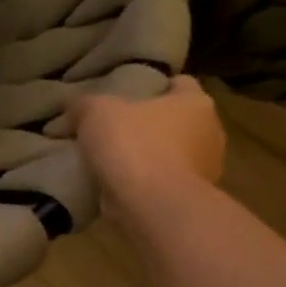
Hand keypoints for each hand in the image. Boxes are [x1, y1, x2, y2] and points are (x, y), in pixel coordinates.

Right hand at [65, 75, 225, 213]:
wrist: (152, 204)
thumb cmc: (133, 144)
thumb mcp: (95, 112)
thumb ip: (84, 104)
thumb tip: (75, 107)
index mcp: (196, 102)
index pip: (180, 83)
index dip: (154, 86)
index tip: (127, 94)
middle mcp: (210, 132)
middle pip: (176, 120)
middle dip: (149, 123)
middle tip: (113, 127)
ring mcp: (205, 168)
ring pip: (172, 152)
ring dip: (147, 155)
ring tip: (110, 159)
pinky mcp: (189, 197)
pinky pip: (163, 181)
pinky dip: (144, 181)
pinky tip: (117, 183)